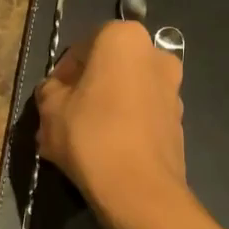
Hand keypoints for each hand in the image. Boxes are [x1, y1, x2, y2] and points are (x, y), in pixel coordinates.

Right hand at [36, 20, 186, 228]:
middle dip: (86, 90)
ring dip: (105, 108)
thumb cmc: (89, 135)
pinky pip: (141, 115)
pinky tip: (103, 152)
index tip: (51, 98)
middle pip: (109, 68)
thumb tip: (55, 91)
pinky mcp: (178, 121)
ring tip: (81, 139)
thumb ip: (50, 90)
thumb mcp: (50, 109)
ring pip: (126, 92)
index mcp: (124, 39)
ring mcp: (173, 89)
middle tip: (64, 118)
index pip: (83, 46)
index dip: (63, 73)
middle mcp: (156, 55)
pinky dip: (123, 126)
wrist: (138, 189)